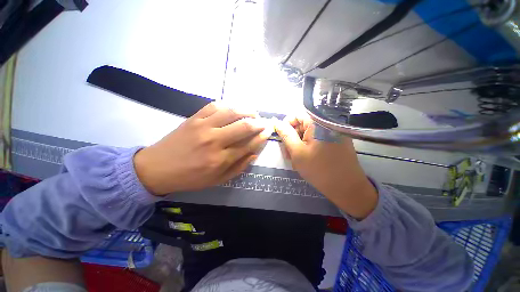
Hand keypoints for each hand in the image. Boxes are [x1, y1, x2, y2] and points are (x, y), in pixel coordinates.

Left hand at [134, 103, 270, 194]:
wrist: (157, 168)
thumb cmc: (190, 177)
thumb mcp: (217, 180)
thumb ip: (238, 167)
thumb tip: (253, 154)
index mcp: (220, 159)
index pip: (248, 145)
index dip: (261, 138)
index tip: (268, 132)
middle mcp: (214, 140)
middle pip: (243, 126)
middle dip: (258, 123)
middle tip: (263, 122)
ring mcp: (203, 126)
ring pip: (231, 112)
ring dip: (246, 111)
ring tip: (253, 113)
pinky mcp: (193, 118)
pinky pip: (214, 106)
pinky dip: (227, 105)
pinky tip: (233, 109)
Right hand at [274, 116, 377, 218]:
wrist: (347, 188)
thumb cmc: (319, 169)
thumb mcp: (297, 152)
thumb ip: (286, 135)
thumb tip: (275, 122)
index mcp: (317, 122)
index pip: (296, 115)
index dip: (286, 125)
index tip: (283, 140)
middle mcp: (326, 123)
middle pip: (302, 124)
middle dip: (292, 138)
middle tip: (288, 154)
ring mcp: (332, 132)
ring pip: (308, 133)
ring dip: (299, 144)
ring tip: (296, 159)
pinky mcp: (335, 140)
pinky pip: (316, 139)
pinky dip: (308, 146)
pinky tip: (306, 158)